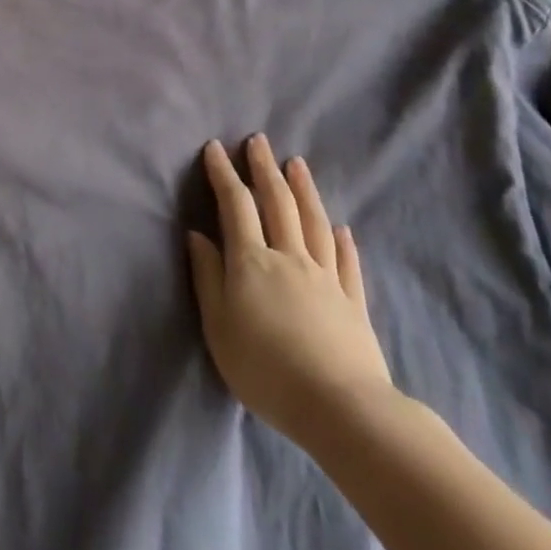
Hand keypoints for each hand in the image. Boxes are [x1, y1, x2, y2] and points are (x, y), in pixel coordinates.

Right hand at [186, 135, 394, 448]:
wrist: (341, 409)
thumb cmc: (266, 369)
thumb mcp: (219, 327)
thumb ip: (208, 277)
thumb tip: (197, 235)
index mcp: (252, 262)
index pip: (236, 205)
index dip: (224, 173)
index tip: (215, 148)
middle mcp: (290, 257)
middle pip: (277, 203)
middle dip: (265, 168)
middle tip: (259, 140)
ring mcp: (326, 278)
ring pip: (314, 222)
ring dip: (304, 189)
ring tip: (297, 163)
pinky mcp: (353, 302)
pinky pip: (347, 262)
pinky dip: (342, 241)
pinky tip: (341, 227)